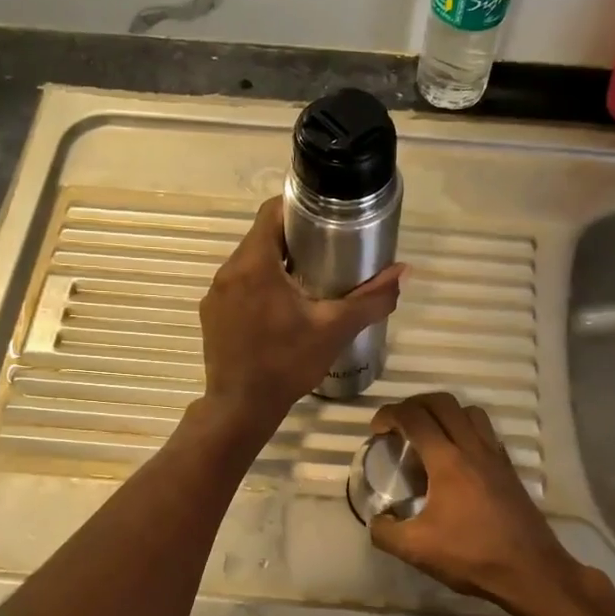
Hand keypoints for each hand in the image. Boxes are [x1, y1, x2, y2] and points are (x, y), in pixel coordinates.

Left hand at [198, 197, 402, 435]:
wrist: (241, 408)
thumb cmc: (287, 364)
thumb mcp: (335, 329)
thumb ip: (371, 299)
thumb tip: (403, 272)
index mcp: (255, 263)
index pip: (272, 211)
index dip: (300, 208)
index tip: (325, 220)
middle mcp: (229, 270)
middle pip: (262, 237)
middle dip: (294, 240)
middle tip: (327, 253)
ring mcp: (216, 294)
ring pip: (250, 263)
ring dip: (276, 265)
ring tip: (308, 282)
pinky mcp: (211, 314)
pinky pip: (238, 287)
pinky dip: (259, 288)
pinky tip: (280, 312)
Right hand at [367, 391, 584, 615]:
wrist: (530, 571)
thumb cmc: (471, 556)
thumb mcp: (416, 549)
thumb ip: (385, 532)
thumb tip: (376, 519)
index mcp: (447, 461)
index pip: (414, 417)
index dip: (389, 415)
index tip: (376, 431)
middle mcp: (473, 448)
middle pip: (443, 403)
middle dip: (414, 404)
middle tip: (398, 425)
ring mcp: (495, 456)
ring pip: (469, 411)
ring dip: (444, 412)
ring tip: (429, 435)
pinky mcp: (509, 469)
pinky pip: (486, 431)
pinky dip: (466, 429)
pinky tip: (457, 457)